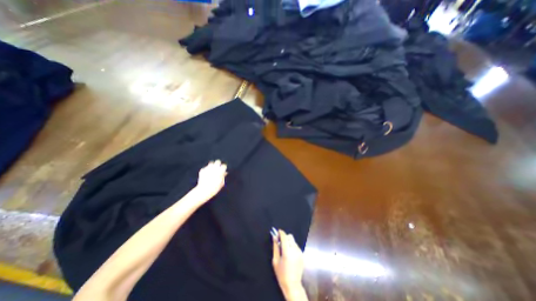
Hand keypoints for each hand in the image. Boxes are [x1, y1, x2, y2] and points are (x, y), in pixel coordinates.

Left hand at [196, 160, 226, 201]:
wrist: (203, 190)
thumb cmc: (214, 188)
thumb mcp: (221, 183)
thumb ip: (223, 176)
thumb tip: (225, 173)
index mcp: (220, 171)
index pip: (224, 165)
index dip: (224, 168)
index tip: (223, 170)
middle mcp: (214, 168)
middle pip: (218, 161)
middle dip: (218, 164)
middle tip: (218, 168)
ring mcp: (208, 169)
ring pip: (211, 163)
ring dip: (212, 166)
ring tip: (212, 170)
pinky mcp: (202, 170)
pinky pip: (205, 168)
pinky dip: (206, 170)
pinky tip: (206, 174)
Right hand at [272, 229, 304, 299]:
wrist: (292, 285)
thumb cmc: (281, 274)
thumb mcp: (275, 260)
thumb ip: (275, 247)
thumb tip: (274, 236)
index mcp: (287, 252)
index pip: (284, 237)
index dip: (281, 233)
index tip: (277, 231)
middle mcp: (295, 250)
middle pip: (290, 236)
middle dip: (285, 237)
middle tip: (280, 243)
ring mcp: (299, 252)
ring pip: (293, 241)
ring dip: (288, 242)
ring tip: (285, 250)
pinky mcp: (302, 254)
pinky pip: (296, 246)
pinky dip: (292, 246)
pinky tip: (290, 254)